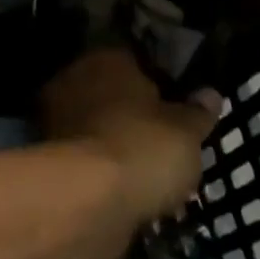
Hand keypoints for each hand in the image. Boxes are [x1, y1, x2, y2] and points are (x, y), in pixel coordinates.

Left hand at [41, 49, 219, 231]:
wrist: (88, 200)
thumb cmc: (143, 147)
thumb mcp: (187, 132)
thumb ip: (198, 113)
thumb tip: (210, 94)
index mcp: (107, 58)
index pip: (135, 61)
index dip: (159, 84)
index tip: (177, 110)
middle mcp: (75, 78)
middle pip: (112, 94)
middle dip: (133, 116)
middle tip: (164, 145)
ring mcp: (56, 117)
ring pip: (97, 128)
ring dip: (116, 146)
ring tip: (148, 176)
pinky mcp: (49, 158)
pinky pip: (86, 159)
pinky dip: (101, 173)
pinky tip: (124, 192)